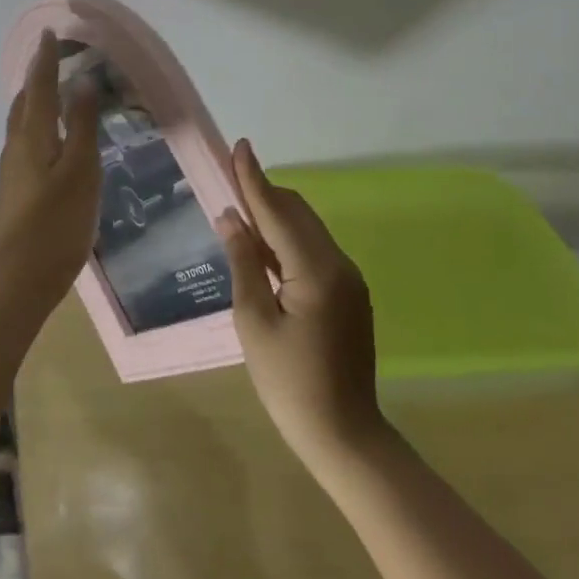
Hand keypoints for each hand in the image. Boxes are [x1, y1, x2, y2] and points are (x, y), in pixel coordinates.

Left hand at [0, 31, 101, 316]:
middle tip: (58, 59)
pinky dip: (40, 123)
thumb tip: (81, 81)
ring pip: (23, 122)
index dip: (45, 58)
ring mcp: (13, 168)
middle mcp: (16, 145)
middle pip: (25, 101)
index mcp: (31, 134)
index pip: (38, 85)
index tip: (51, 33)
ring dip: (37, 100)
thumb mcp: (81, 170)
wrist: (20, 277)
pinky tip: (54, 136)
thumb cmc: (57, 221)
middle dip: (39, 76)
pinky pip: (27, 140)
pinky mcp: (16, 188)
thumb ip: (82, 125)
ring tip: (57, 91)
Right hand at [218, 140, 387, 471]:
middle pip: (297, 213)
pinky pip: (314, 250)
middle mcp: (338, 264)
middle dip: (263, 192)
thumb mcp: (253, 321)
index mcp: (315, 270)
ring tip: (239, 206)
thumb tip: (230, 217)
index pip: (277, 211)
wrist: (343, 433)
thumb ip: (243, 262)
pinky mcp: (349, 294)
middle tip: (229, 176)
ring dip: (275, 214)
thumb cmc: (288, 381)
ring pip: (307, 230)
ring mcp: (349, 279)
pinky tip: (263, 245)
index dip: (253, 178)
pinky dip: (287, 239)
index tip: (239, 145)